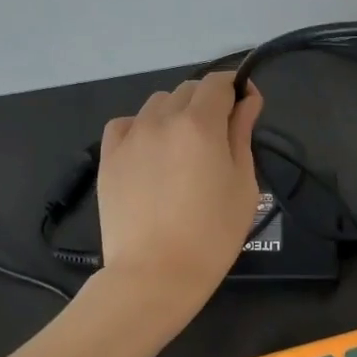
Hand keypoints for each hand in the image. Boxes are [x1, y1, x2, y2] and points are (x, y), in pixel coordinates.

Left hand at [97, 71, 264, 316]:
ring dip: (175, 113)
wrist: (155, 274)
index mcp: (200, 123)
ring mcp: (130, 136)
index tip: (245, 105)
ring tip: (182, 148)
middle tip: (218, 137)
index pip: (218, 82)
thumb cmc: (212, 234)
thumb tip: (248, 99)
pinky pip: (126, 124)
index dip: (235, 87)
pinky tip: (150, 153)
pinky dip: (142, 128)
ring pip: (157, 104)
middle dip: (208, 102)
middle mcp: (162, 119)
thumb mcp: (243, 184)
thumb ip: (242, 134)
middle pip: (188, 89)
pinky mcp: (108, 156)